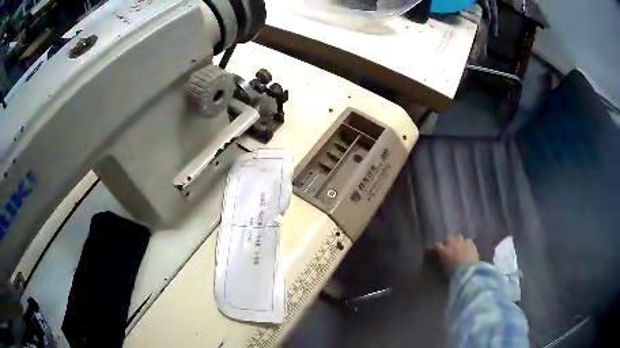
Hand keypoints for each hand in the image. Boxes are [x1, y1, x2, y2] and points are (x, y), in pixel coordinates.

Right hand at [433, 235, 478, 270]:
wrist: (468, 272)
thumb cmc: (453, 274)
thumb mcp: (443, 270)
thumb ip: (441, 263)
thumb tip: (440, 261)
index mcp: (443, 251)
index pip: (436, 246)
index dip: (435, 249)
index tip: (433, 252)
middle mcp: (451, 244)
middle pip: (447, 240)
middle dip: (447, 244)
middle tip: (448, 250)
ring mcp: (462, 243)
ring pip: (458, 237)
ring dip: (457, 241)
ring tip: (458, 247)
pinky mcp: (471, 244)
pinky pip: (467, 240)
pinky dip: (466, 243)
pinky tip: (467, 248)